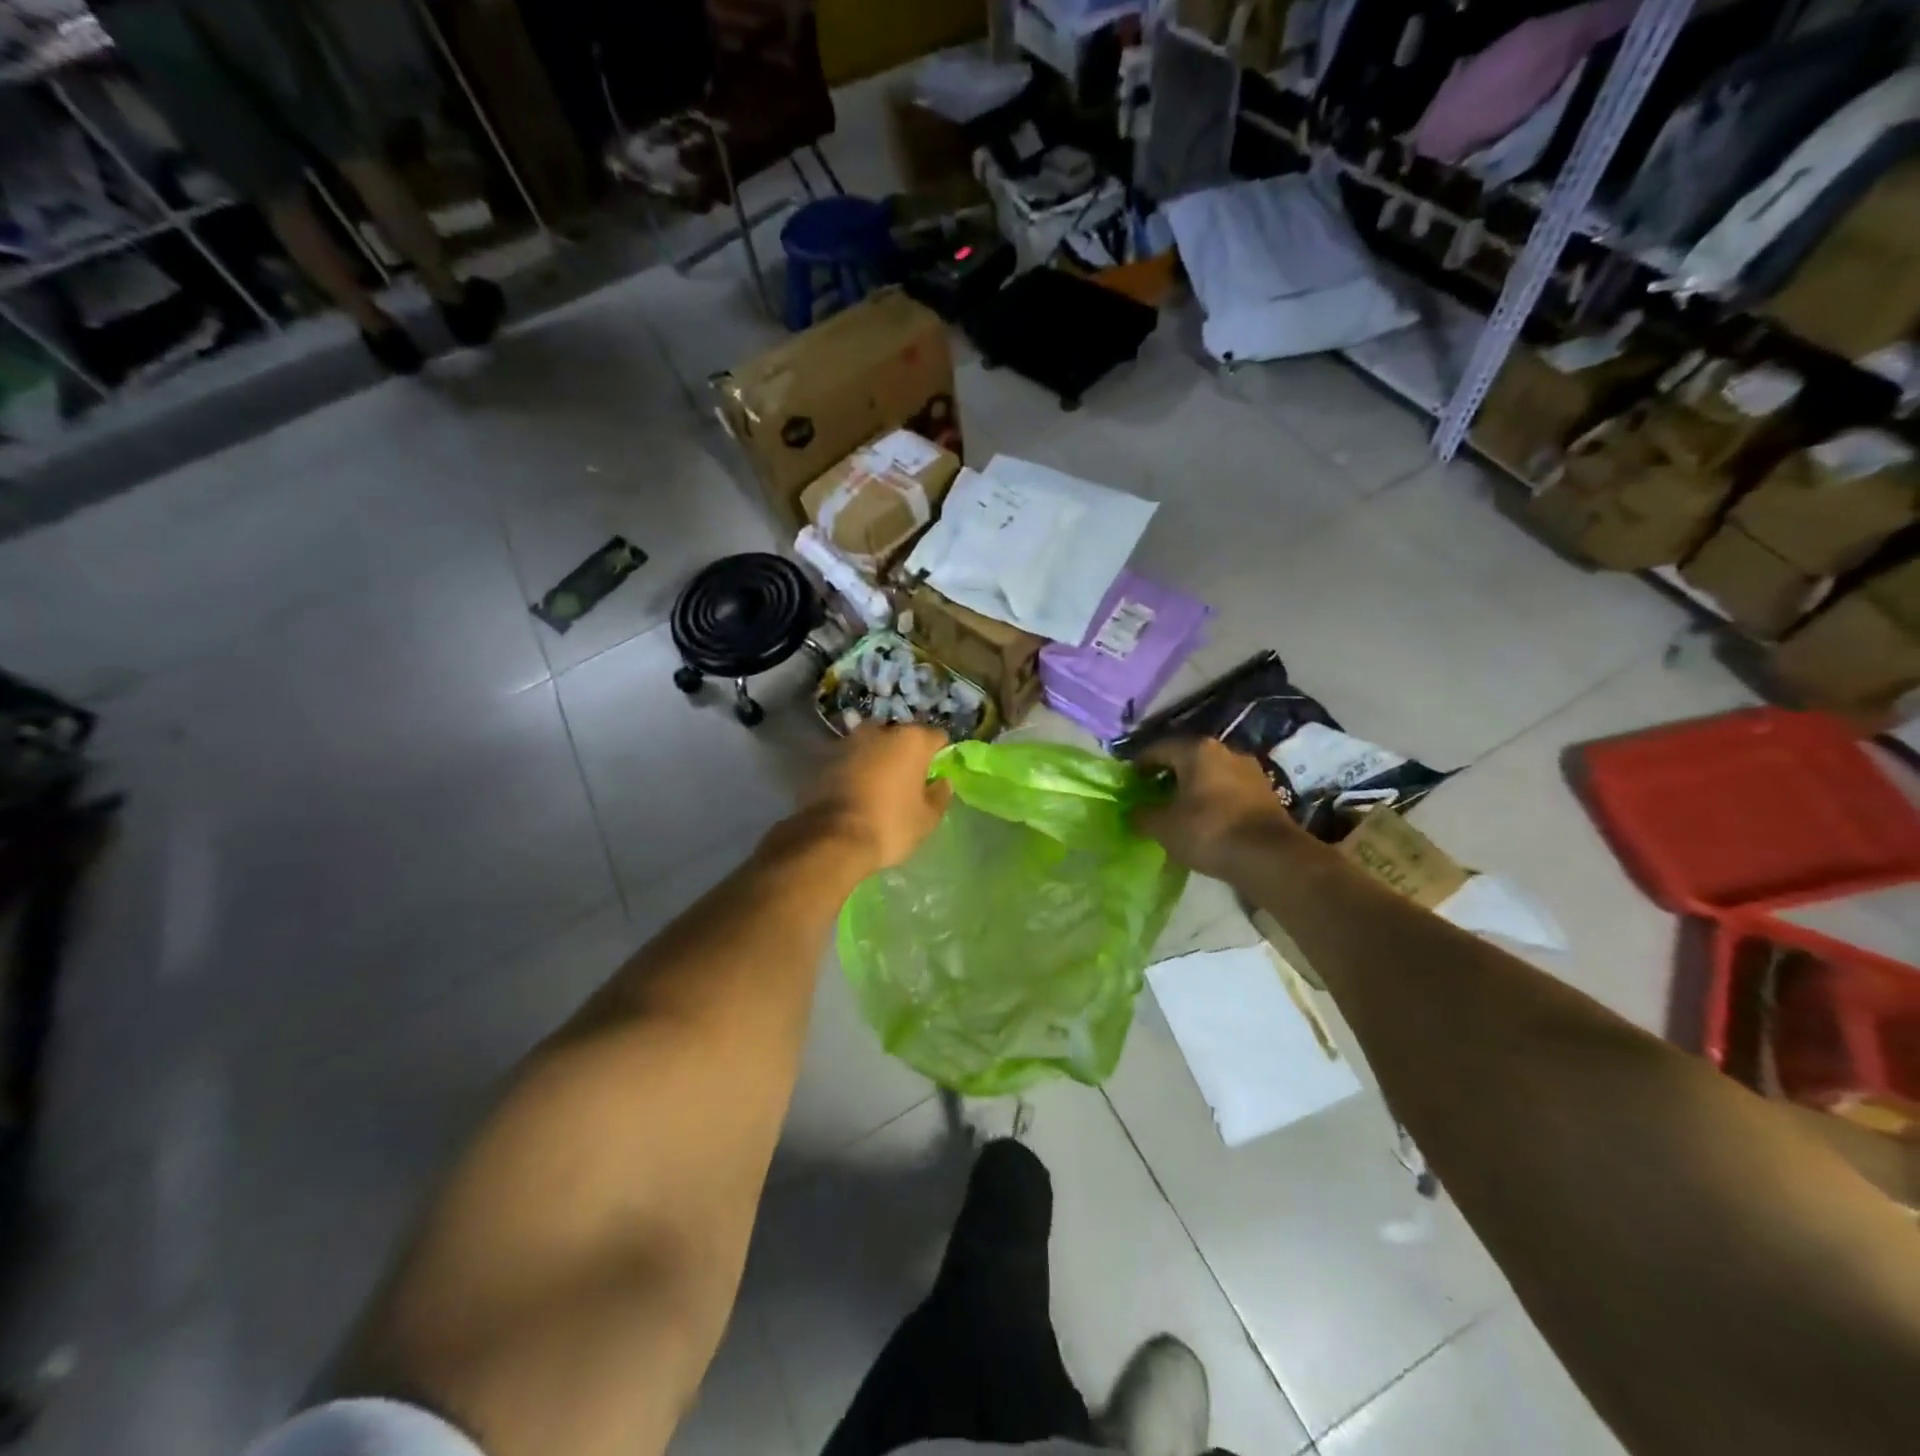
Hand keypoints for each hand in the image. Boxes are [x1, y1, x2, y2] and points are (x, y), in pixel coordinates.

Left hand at [805, 724, 951, 871]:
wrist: (832, 839)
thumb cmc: (890, 826)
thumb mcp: (927, 818)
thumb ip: (939, 795)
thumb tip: (941, 782)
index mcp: (911, 740)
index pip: (937, 737)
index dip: (939, 755)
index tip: (935, 774)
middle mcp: (880, 731)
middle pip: (901, 736)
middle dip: (905, 752)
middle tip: (907, 779)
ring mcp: (849, 741)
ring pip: (872, 744)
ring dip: (878, 758)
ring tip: (879, 784)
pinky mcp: (825, 758)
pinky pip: (850, 758)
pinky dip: (855, 768)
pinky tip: (856, 791)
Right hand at [1131, 737, 1305, 881]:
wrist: (1270, 857)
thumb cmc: (1208, 831)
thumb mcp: (1164, 827)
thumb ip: (1143, 815)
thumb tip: (1133, 812)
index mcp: (1196, 750)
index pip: (1158, 748)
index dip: (1139, 763)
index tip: (1129, 780)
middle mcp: (1225, 751)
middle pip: (1186, 758)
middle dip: (1168, 774)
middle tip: (1151, 793)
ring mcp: (1250, 771)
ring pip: (1210, 774)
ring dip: (1193, 787)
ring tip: (1178, 808)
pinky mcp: (1266, 793)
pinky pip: (1229, 790)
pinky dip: (1213, 800)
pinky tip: (1205, 819)